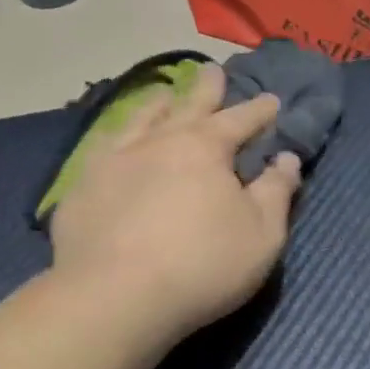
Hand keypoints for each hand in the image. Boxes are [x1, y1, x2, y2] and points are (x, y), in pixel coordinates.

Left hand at [49, 64, 302, 343]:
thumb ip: (277, 191)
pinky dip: (114, 137)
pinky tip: (112, 142)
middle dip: (207, 88)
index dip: (259, 110)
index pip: (240, 119)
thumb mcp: (262, 234)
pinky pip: (102, 148)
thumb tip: (287, 158)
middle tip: (213, 70)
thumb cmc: (201, 266)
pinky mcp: (83, 186)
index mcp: (205, 148)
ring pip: (141, 119)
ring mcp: (115, 160)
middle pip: (188, 105)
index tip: (272, 100)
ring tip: (163, 94)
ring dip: (157, 104)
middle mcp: (159, 141)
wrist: (114, 298)